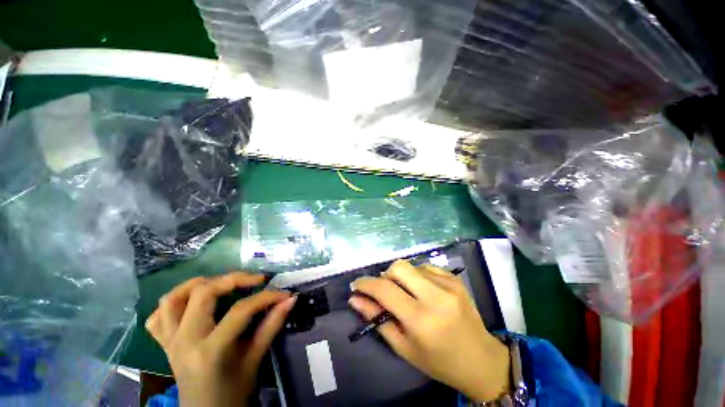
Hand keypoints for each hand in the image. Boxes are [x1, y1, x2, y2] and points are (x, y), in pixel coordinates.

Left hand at [145, 273, 296, 406]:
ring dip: (197, 284)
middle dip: (233, 279)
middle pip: (203, 293)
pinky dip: (172, 304)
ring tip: (221, 282)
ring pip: (172, 299)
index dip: (266, 297)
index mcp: (209, 351)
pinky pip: (157, 318)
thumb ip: (272, 325)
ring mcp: (170, 342)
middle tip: (255, 280)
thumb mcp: (255, 358)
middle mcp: (185, 341)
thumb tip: (290, 300)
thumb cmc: (234, 391)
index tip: (283, 294)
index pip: (240, 311)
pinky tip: (191, 303)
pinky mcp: (164, 344)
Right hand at [349, 261, 509, 402]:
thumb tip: (355, 299)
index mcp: (421, 319)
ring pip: (411, 265)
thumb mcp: (403, 346)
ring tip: (406, 293)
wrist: (480, 359)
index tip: (356, 285)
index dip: (366, 284)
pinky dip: (416, 275)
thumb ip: (377, 319)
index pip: (385, 290)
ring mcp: (448, 284)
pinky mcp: (455, 278)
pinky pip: (425, 267)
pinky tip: (421, 290)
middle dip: (385, 275)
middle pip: (398, 267)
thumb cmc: (438, 361)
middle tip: (384, 290)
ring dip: (401, 276)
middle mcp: (436, 295)